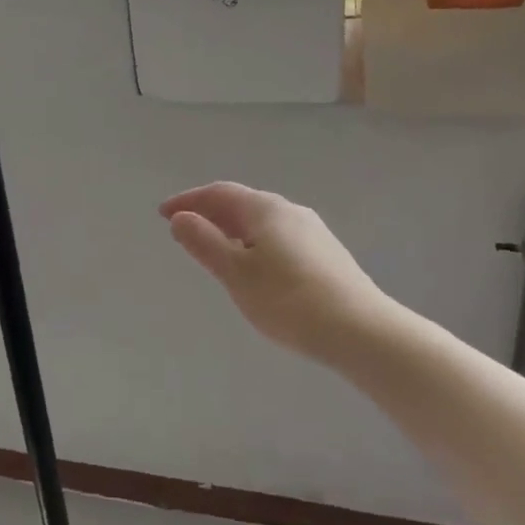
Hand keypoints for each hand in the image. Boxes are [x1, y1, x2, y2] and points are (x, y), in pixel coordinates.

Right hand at [160, 182, 390, 365]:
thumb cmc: (289, 300)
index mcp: (265, 209)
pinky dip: (253, 242)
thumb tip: (180, 218)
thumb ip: (205, 243)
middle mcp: (290, 210)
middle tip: (184, 230)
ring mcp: (313, 231)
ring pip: (262, 221)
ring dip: (232, 228)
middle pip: (242, 203)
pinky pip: (278, 236)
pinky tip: (254, 266)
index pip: (219, 193)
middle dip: (210, 213)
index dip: (189, 200)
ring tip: (214, 248)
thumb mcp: (236, 274)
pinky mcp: (326, 254)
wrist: (361, 331)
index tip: (163, 214)